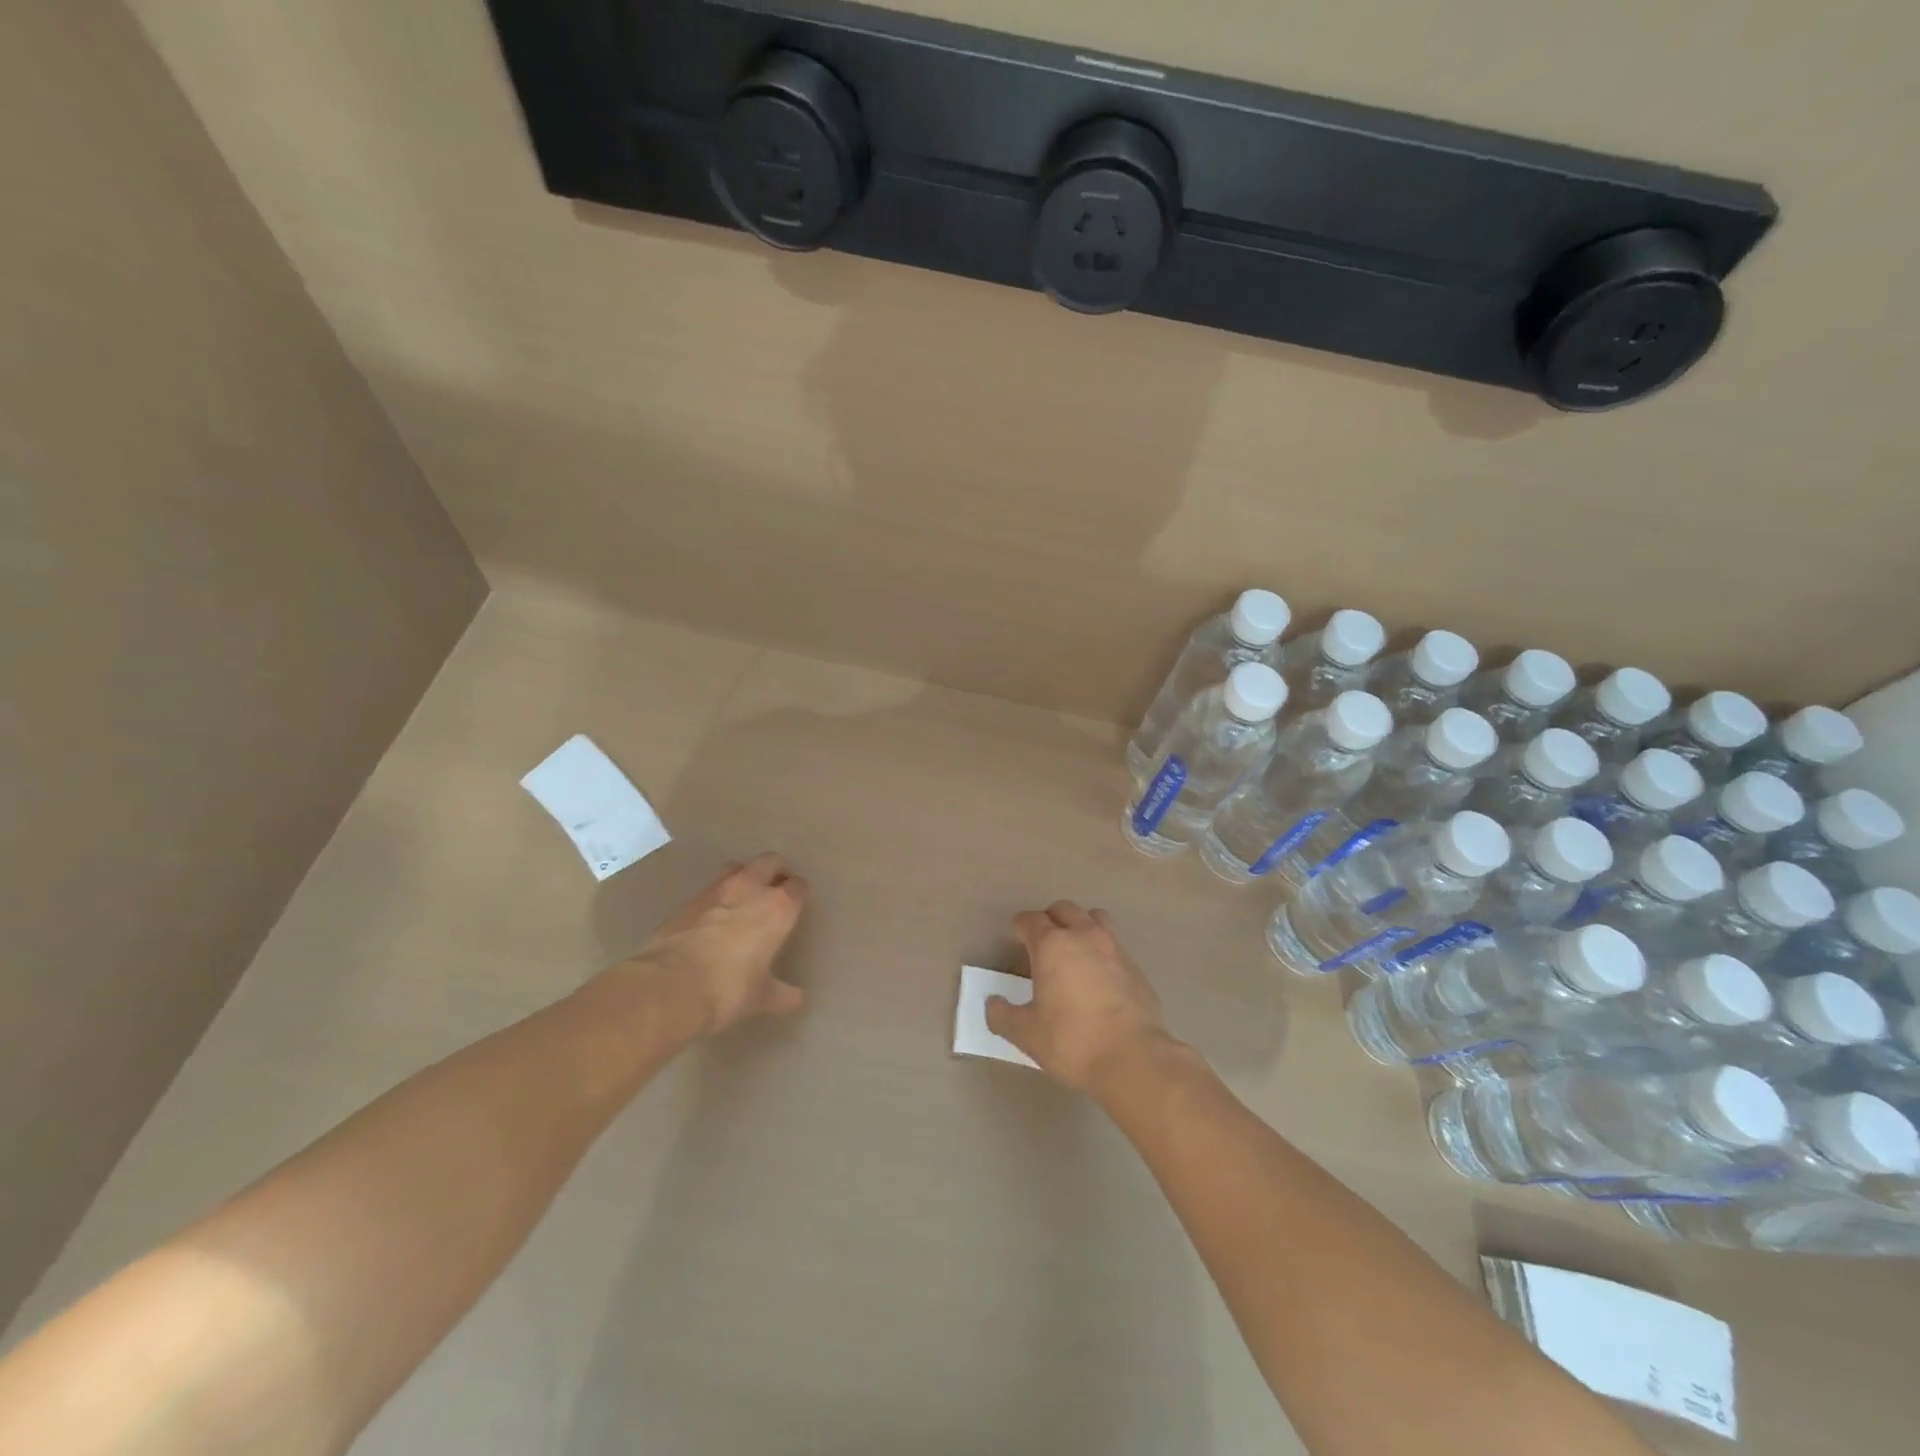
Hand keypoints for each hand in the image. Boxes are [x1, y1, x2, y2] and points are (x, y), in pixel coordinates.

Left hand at [619, 852, 808, 1034]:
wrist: (669, 987)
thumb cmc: (728, 989)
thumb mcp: (760, 997)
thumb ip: (781, 994)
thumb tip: (797, 999)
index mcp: (778, 908)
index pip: (798, 887)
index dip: (799, 895)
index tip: (798, 906)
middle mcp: (750, 889)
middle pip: (770, 862)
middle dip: (776, 871)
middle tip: (775, 890)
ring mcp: (715, 891)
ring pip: (737, 868)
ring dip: (744, 877)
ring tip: (743, 898)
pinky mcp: (686, 901)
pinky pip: (708, 889)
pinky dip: (716, 897)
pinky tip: (712, 918)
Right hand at [986, 900, 1176, 1091]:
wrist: (1133, 1058)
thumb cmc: (1072, 1041)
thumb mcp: (1027, 1034)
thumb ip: (1003, 1016)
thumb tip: (993, 1004)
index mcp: (1052, 945)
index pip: (1031, 920)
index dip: (1020, 926)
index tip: (1015, 936)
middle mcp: (1084, 936)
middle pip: (1064, 910)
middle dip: (1050, 919)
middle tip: (1042, 942)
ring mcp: (1114, 949)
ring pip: (1095, 918)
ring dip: (1080, 926)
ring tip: (1074, 949)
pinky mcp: (1136, 968)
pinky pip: (1115, 945)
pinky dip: (1102, 950)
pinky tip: (1099, 976)